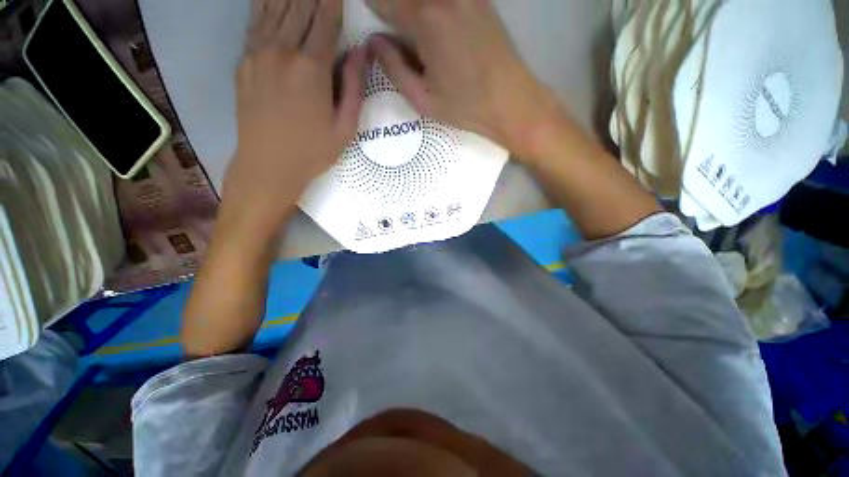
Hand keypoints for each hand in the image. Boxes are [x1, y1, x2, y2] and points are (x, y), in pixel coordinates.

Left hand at [222, 0, 367, 237]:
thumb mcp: (345, 128)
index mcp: (312, 69)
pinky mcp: (244, 61)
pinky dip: (265, 3)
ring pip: (274, 7)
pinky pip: (255, 21)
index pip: (325, 20)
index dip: (333, 0)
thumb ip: (354, 87)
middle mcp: (282, 51)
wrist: (268, 166)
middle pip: (299, 6)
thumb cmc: (313, 152)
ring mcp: (257, 53)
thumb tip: (361, 52)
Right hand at [365, 0, 559, 156]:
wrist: (511, 101)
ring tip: (419, 45)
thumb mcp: (422, 99)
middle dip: (394, 8)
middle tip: (398, 35)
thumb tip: (374, 42)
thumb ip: (394, 68)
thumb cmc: (465, 107)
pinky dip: (431, 6)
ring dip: (413, 9)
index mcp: (425, 19)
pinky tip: (433, 26)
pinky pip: (445, 0)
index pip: (383, 0)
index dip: (372, 7)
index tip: (373, 21)